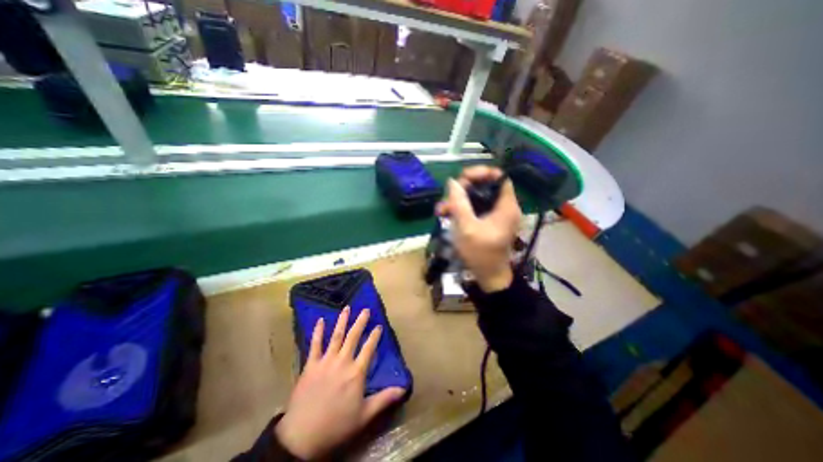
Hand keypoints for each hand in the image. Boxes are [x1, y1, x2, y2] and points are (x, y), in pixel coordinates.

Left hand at [274, 305, 406, 460]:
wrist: (302, 437)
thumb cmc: (337, 426)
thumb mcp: (364, 415)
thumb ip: (384, 399)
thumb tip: (404, 389)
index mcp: (356, 372)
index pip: (369, 348)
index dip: (375, 336)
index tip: (379, 326)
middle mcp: (343, 361)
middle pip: (353, 337)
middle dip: (360, 322)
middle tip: (365, 309)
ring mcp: (326, 361)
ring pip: (336, 336)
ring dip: (342, 321)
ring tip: (346, 308)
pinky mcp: (310, 365)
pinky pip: (315, 344)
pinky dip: (317, 332)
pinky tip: (320, 320)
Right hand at [436, 166, 519, 291]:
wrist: (488, 277)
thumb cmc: (480, 254)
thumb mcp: (466, 228)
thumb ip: (459, 203)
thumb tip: (452, 182)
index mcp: (506, 206)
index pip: (499, 177)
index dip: (482, 172)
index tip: (463, 178)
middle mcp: (503, 207)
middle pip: (485, 185)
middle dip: (463, 188)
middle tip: (447, 197)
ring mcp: (495, 214)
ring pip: (476, 197)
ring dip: (458, 200)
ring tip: (441, 210)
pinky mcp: (487, 221)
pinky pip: (474, 208)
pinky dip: (461, 209)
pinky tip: (446, 215)